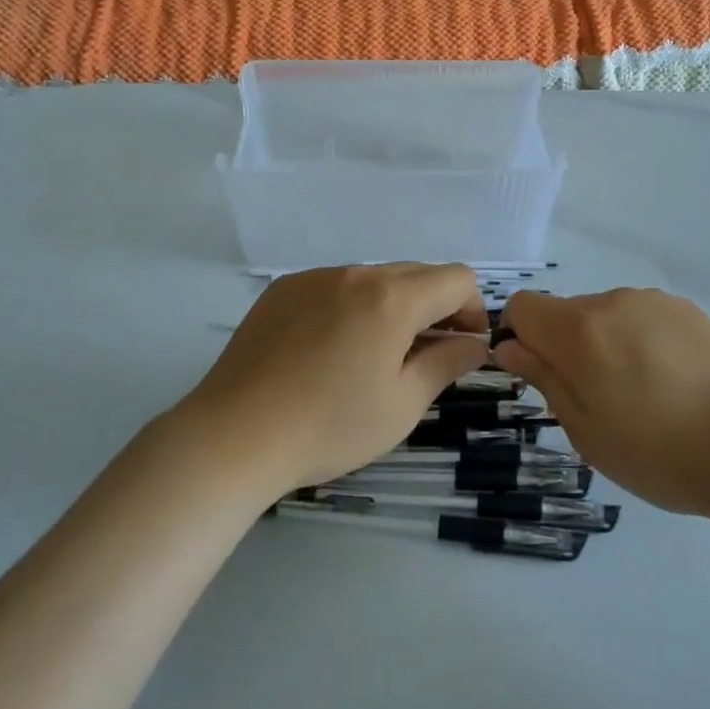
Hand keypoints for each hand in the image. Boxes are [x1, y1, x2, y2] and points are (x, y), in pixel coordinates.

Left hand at [174, 264, 488, 494]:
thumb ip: (446, 363)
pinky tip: (329, 351)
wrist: (234, 434)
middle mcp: (355, 274)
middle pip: (416, 274)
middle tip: (426, 356)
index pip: (456, 278)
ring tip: (373, 357)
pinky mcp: (282, 290)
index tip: (464, 347)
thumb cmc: (330, 426)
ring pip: (373, 279)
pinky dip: (350, 307)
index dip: (472, 309)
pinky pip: (334, 286)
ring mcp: (314, 277)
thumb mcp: (402, 404)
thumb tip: (474, 343)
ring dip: (391, 307)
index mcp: (392, 298)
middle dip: (435, 307)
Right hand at [493, 288, 709, 516]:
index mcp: (579, 330)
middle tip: (600, 402)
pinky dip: (642, 343)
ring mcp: (654, 302)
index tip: (543, 376)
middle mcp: (612, 302)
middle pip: (565, 313)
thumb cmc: (659, 453)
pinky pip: (643, 318)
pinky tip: (674, 384)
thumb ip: (543, 379)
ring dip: (606, 345)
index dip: (521, 337)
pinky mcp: (689, 311)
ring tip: (644, 396)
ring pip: (606, 316)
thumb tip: (510, 346)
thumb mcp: (585, 431)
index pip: (522, 306)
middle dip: (566, 347)